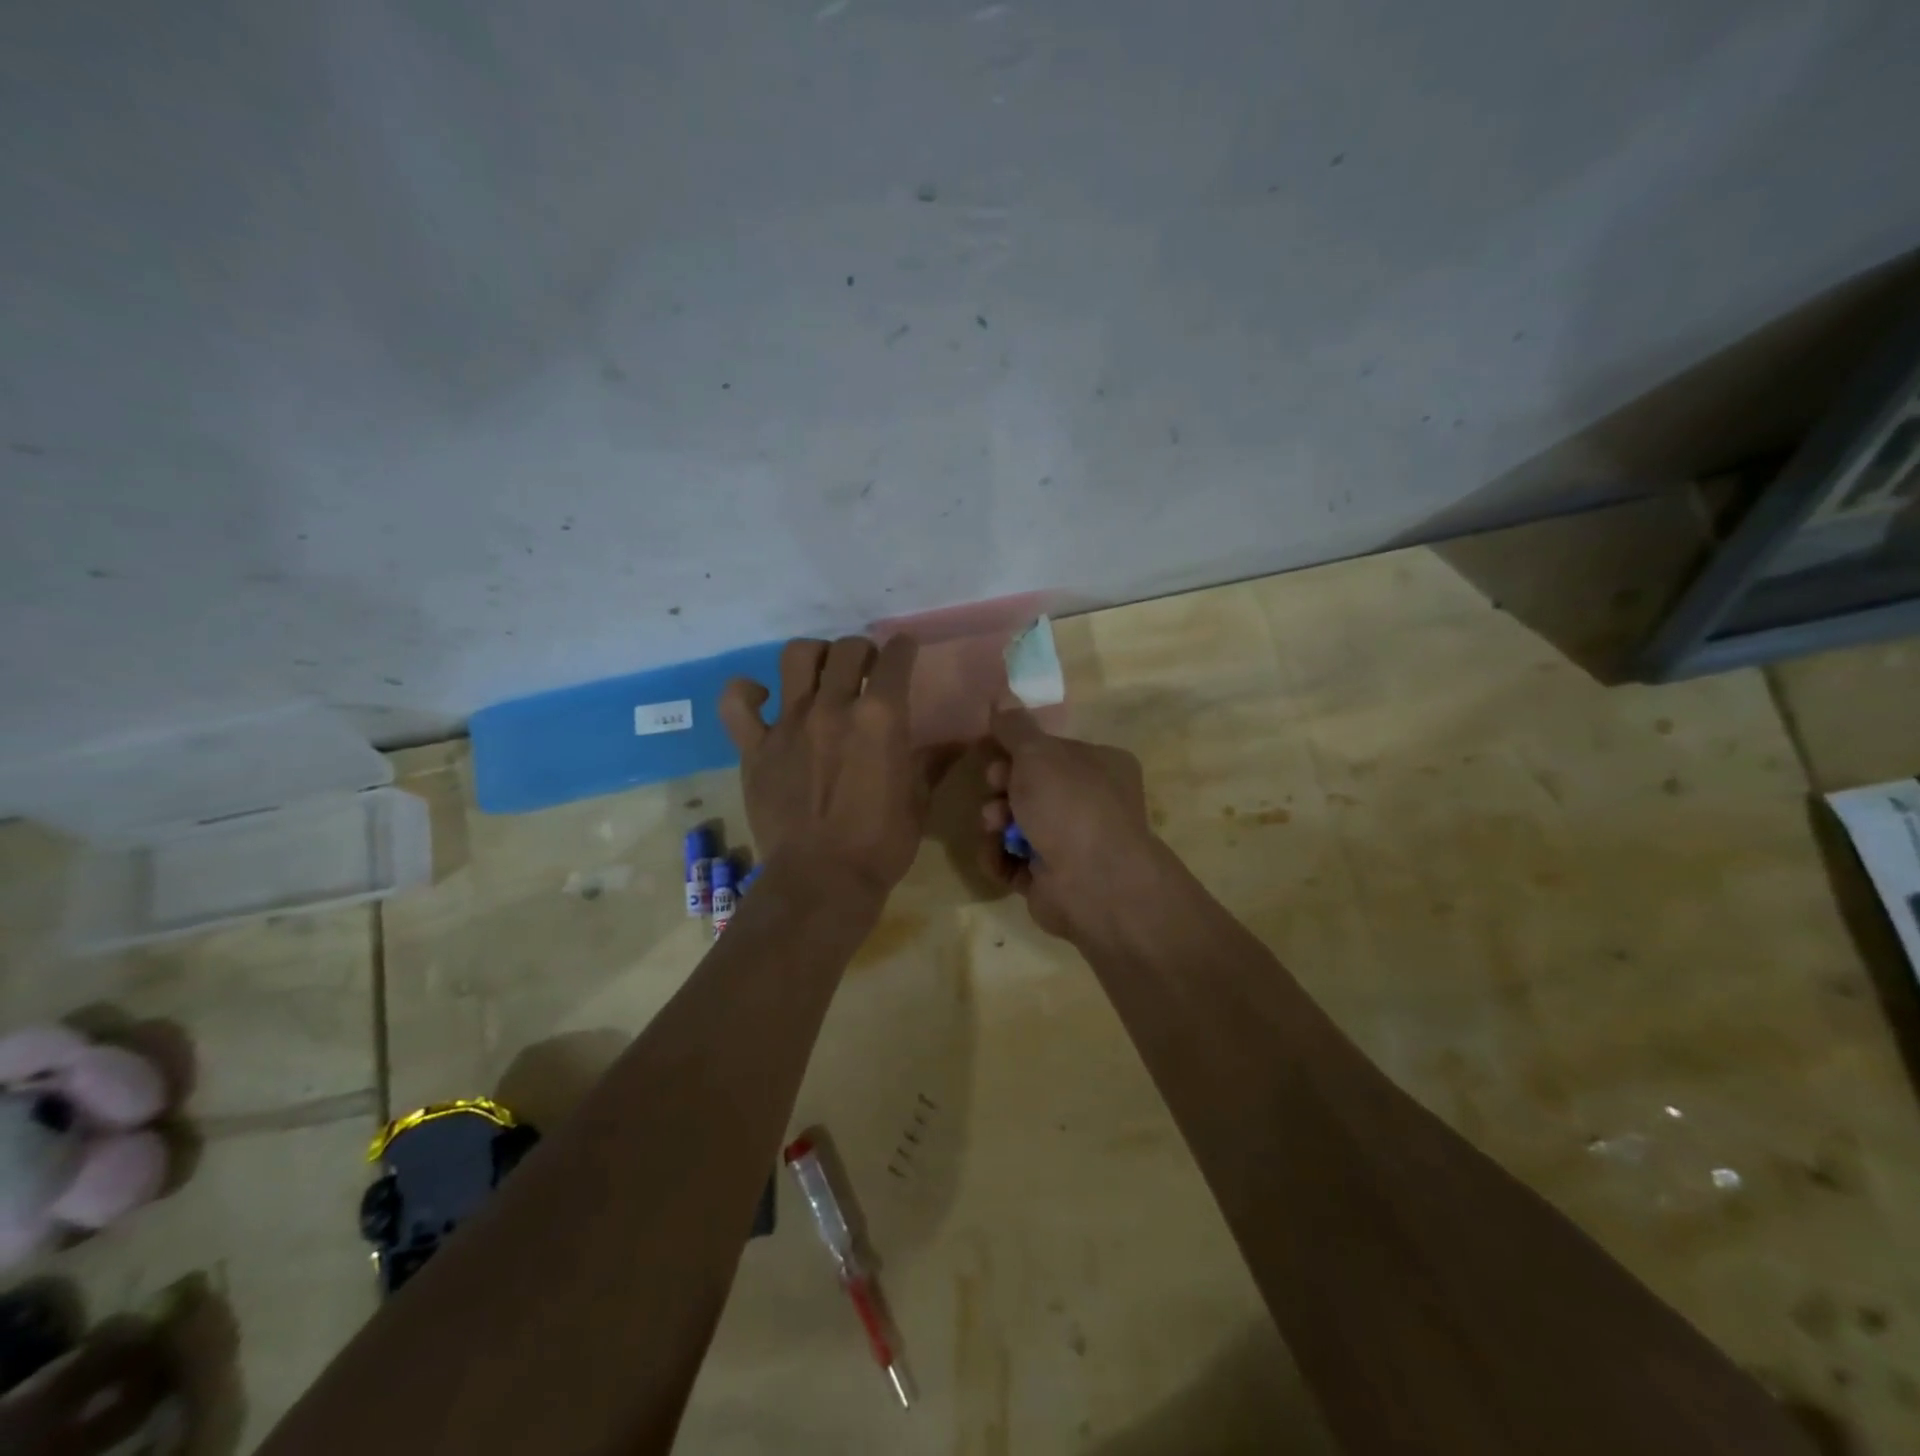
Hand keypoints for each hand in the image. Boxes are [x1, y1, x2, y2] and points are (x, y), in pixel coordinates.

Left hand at [719, 636, 938, 897]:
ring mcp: (789, 723)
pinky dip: (747, 692)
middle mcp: (834, 707)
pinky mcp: (755, 746)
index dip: (904, 648)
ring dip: (815, 656)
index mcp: (881, 718)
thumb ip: (933, 762)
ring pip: (797, 657)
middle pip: (847, 649)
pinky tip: (763, 696)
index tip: (906, 650)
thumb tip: (959, 742)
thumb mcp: (919, 801)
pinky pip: (737, 703)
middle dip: (864, 651)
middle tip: (867, 670)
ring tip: (822, 674)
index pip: (895, 658)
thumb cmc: (881, 844)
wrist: (822, 880)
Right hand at [978, 707, 1158, 942]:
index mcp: (1099, 766)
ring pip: (1015, 824)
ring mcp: (1070, 844)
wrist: (1093, 883)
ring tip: (994, 828)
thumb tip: (1002, 697)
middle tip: (995, 790)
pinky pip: (1012, 860)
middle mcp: (1089, 803)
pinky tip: (996, 857)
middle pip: (1029, 787)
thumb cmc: (1070, 805)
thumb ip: (1015, 728)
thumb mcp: (1038, 754)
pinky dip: (999, 857)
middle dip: (1003, 788)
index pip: (1049, 752)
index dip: (1017, 752)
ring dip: (995, 822)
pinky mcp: (1049, 878)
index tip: (996, 754)